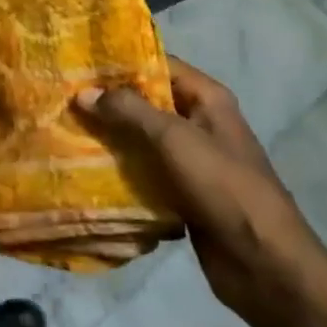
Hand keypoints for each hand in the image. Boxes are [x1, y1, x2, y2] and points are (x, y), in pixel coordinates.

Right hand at [78, 56, 326, 326]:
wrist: (263, 264)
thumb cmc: (223, 187)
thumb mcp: (174, 138)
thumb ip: (129, 111)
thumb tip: (84, 92)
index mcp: (207, 99)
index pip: (158, 65)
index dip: (121, 63)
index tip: (78, 63)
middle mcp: (200, 123)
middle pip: (147, 102)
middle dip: (108, 102)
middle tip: (63, 98)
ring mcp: (192, 160)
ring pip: (142, 139)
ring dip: (111, 138)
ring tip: (66, 130)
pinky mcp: (183, 193)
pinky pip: (145, 173)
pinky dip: (121, 171)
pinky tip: (86, 169)